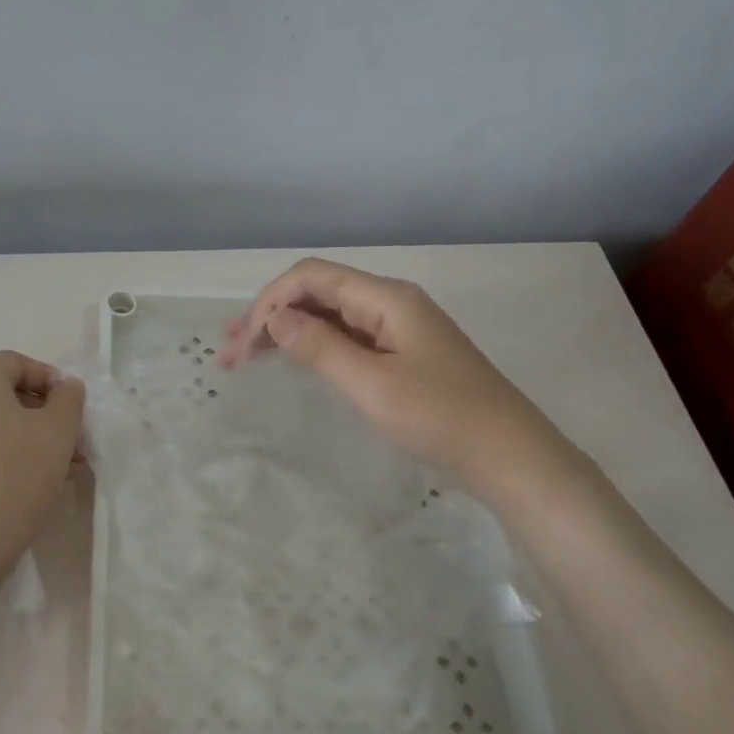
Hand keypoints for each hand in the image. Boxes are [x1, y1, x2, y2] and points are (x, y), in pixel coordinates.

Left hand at [0, 351, 84, 579]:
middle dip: (42, 413)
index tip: (71, 406)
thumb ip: (68, 399)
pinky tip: (30, 484)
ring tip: (59, 468)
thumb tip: (64, 386)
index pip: (13, 362)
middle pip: (2, 394)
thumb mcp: (58, 432)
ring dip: (28, 437)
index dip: (47, 376)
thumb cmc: (16, 475)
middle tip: (71, 442)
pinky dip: (5, 455)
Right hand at [219, 258, 555, 482]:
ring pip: (328, 316)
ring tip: (244, 356)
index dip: (269, 303)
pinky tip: (289, 360)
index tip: (242, 345)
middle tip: (227, 352)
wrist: (506, 454)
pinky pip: (345, 337)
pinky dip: (311, 346)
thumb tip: (274, 317)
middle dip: (269, 316)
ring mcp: (396, 328)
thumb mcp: (371, 384)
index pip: (311, 278)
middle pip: (317, 293)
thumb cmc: (439, 417)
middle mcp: (389, 302)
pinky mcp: (400, 353)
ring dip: (285, 331)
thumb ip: (319, 347)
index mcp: (385, 298)